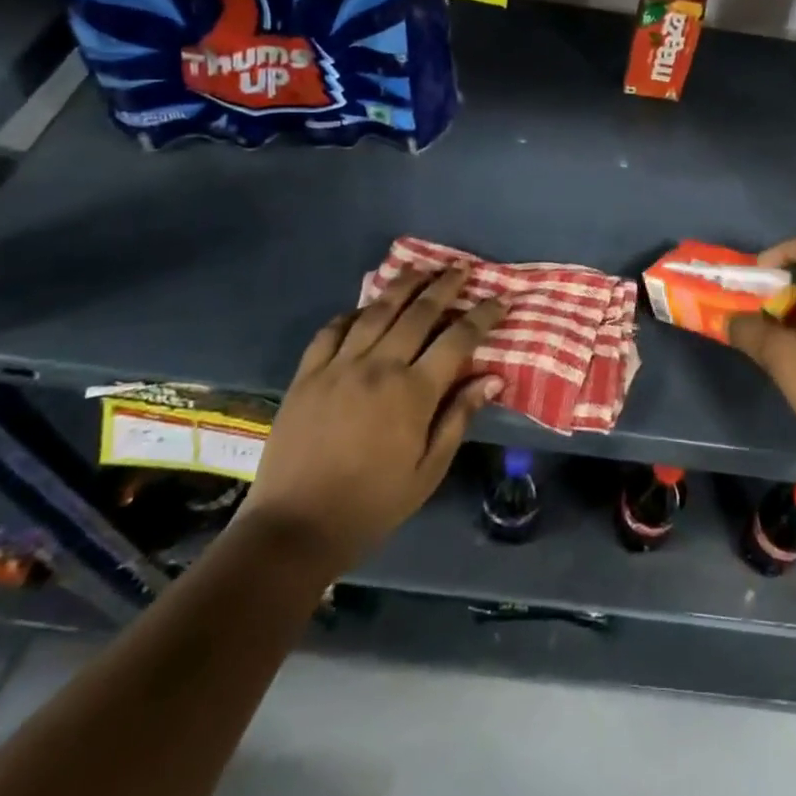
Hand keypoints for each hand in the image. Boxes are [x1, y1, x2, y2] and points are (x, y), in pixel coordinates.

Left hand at [239, 264, 505, 567]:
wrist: (295, 527)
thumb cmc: (372, 504)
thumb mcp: (428, 470)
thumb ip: (459, 418)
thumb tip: (493, 378)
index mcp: (413, 392)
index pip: (458, 339)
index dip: (483, 315)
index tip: (500, 299)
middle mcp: (378, 366)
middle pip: (419, 312)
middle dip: (445, 286)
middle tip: (462, 268)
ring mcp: (338, 366)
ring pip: (377, 311)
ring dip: (403, 285)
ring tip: (421, 269)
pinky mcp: (307, 374)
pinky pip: (332, 330)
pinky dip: (352, 313)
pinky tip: (364, 308)